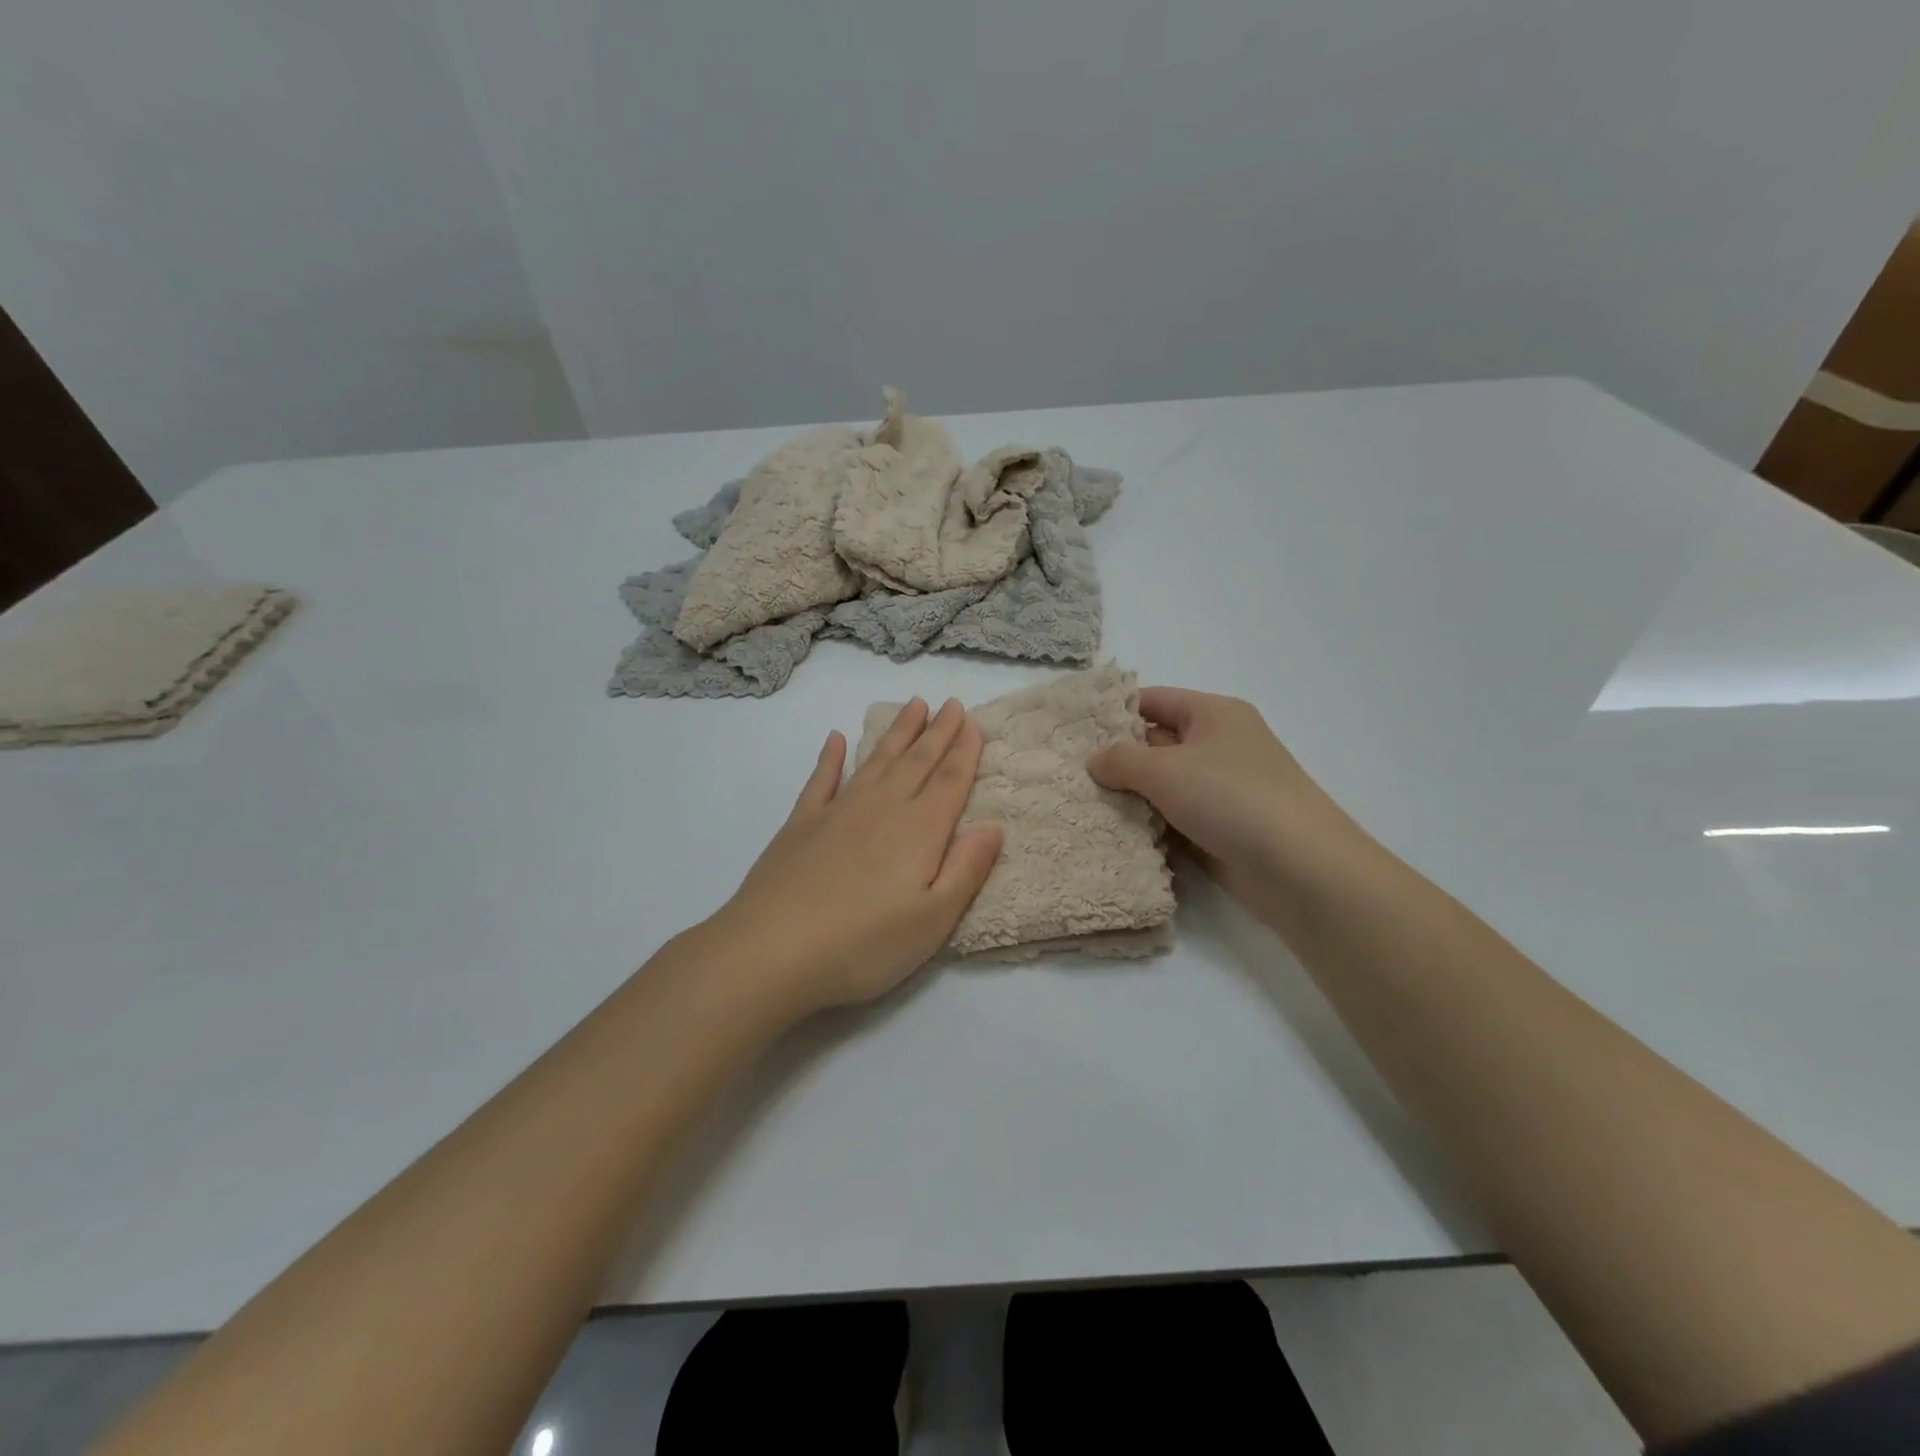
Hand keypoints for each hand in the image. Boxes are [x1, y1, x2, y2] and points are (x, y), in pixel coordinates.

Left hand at [707, 697, 1003, 1016]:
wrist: (771, 951)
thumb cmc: (863, 945)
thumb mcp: (932, 921)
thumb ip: (966, 869)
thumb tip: (993, 826)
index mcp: (919, 831)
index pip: (949, 781)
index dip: (965, 750)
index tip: (973, 721)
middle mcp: (882, 808)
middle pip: (916, 761)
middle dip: (937, 732)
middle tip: (951, 703)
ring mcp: (838, 811)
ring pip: (876, 761)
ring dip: (897, 732)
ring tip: (913, 706)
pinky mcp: (801, 824)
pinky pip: (822, 779)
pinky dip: (831, 757)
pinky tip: (837, 739)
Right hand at [1088, 687, 1366, 916]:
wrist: (1300, 869)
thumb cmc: (1231, 798)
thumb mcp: (1165, 769)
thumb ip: (1121, 759)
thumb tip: (1094, 760)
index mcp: (1213, 714)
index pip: (1153, 700)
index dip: (1114, 712)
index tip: (1073, 731)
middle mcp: (1218, 746)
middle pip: (1155, 742)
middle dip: (1116, 758)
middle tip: (1068, 773)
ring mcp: (1221, 790)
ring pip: (1162, 785)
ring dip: (1130, 796)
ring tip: (1081, 804)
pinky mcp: (1220, 828)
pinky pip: (1173, 818)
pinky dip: (1148, 824)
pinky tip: (1113, 833)